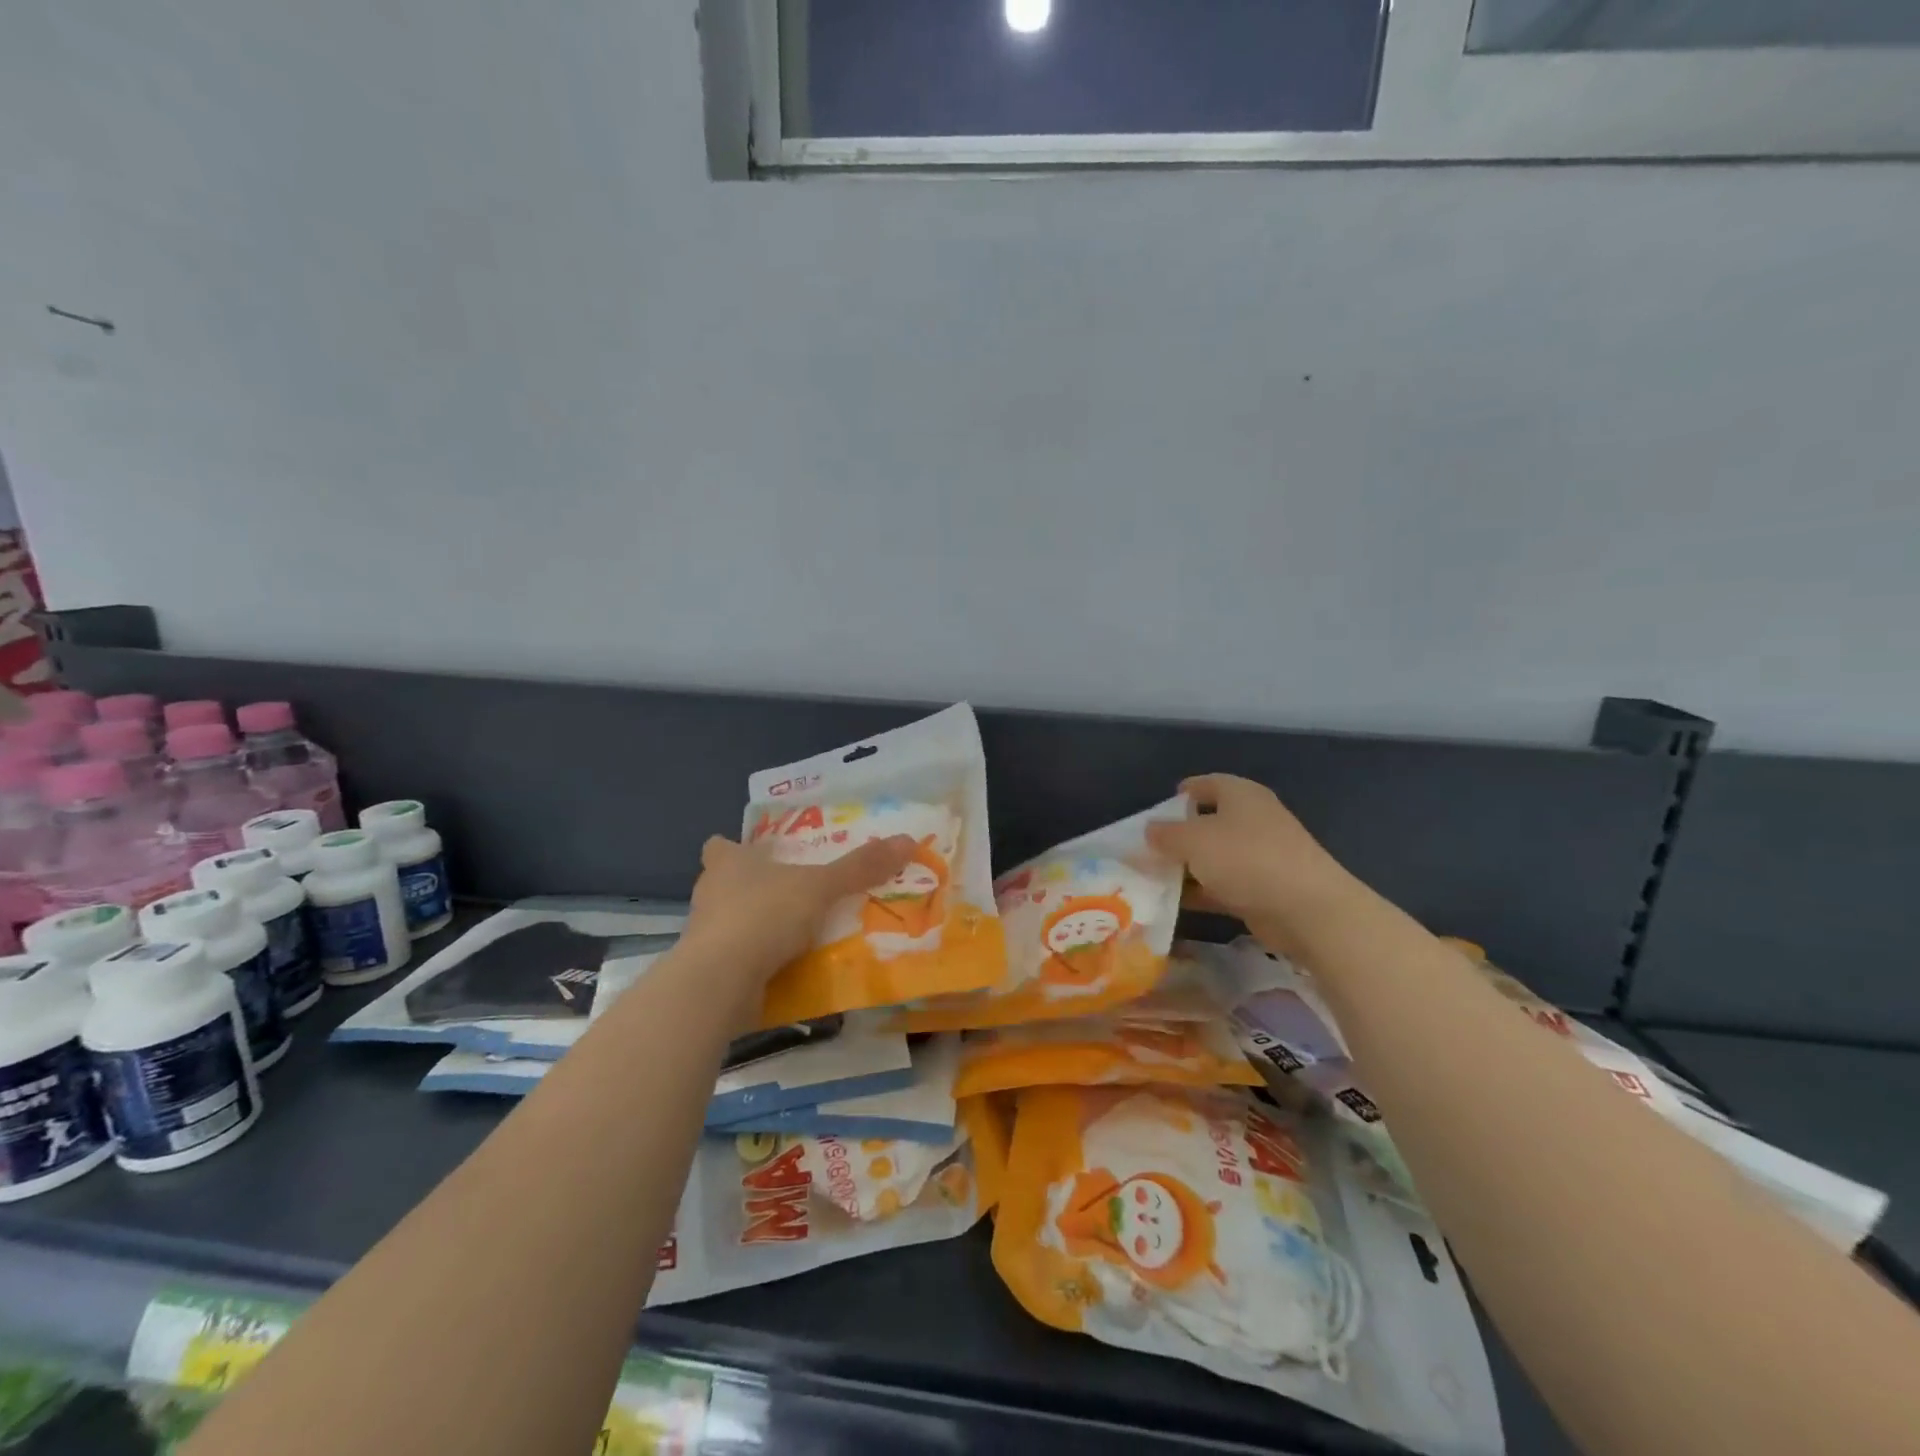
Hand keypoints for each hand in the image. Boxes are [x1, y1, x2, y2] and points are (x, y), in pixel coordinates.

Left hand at [684, 833, 915, 981]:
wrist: (720, 982)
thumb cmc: (764, 915)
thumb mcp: (821, 886)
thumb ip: (861, 867)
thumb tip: (908, 840)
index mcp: (728, 864)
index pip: (721, 846)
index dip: (737, 848)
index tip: (763, 856)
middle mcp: (711, 894)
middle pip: (728, 884)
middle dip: (757, 889)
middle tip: (797, 893)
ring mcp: (706, 937)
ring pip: (734, 924)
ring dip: (761, 928)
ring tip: (802, 933)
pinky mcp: (710, 973)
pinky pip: (741, 961)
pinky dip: (761, 964)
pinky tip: (792, 969)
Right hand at [1144, 775, 1357, 952]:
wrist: (1307, 910)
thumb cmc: (1246, 859)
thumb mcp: (1194, 840)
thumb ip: (1165, 834)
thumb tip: (1149, 830)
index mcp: (1240, 795)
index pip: (1206, 784)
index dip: (1181, 793)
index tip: (1156, 811)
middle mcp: (1253, 820)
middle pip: (1208, 822)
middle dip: (1177, 836)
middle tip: (1146, 850)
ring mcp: (1261, 856)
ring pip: (1214, 857)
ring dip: (1186, 867)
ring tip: (1153, 878)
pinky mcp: (1264, 889)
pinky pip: (1223, 885)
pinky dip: (1201, 891)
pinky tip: (1175, 903)